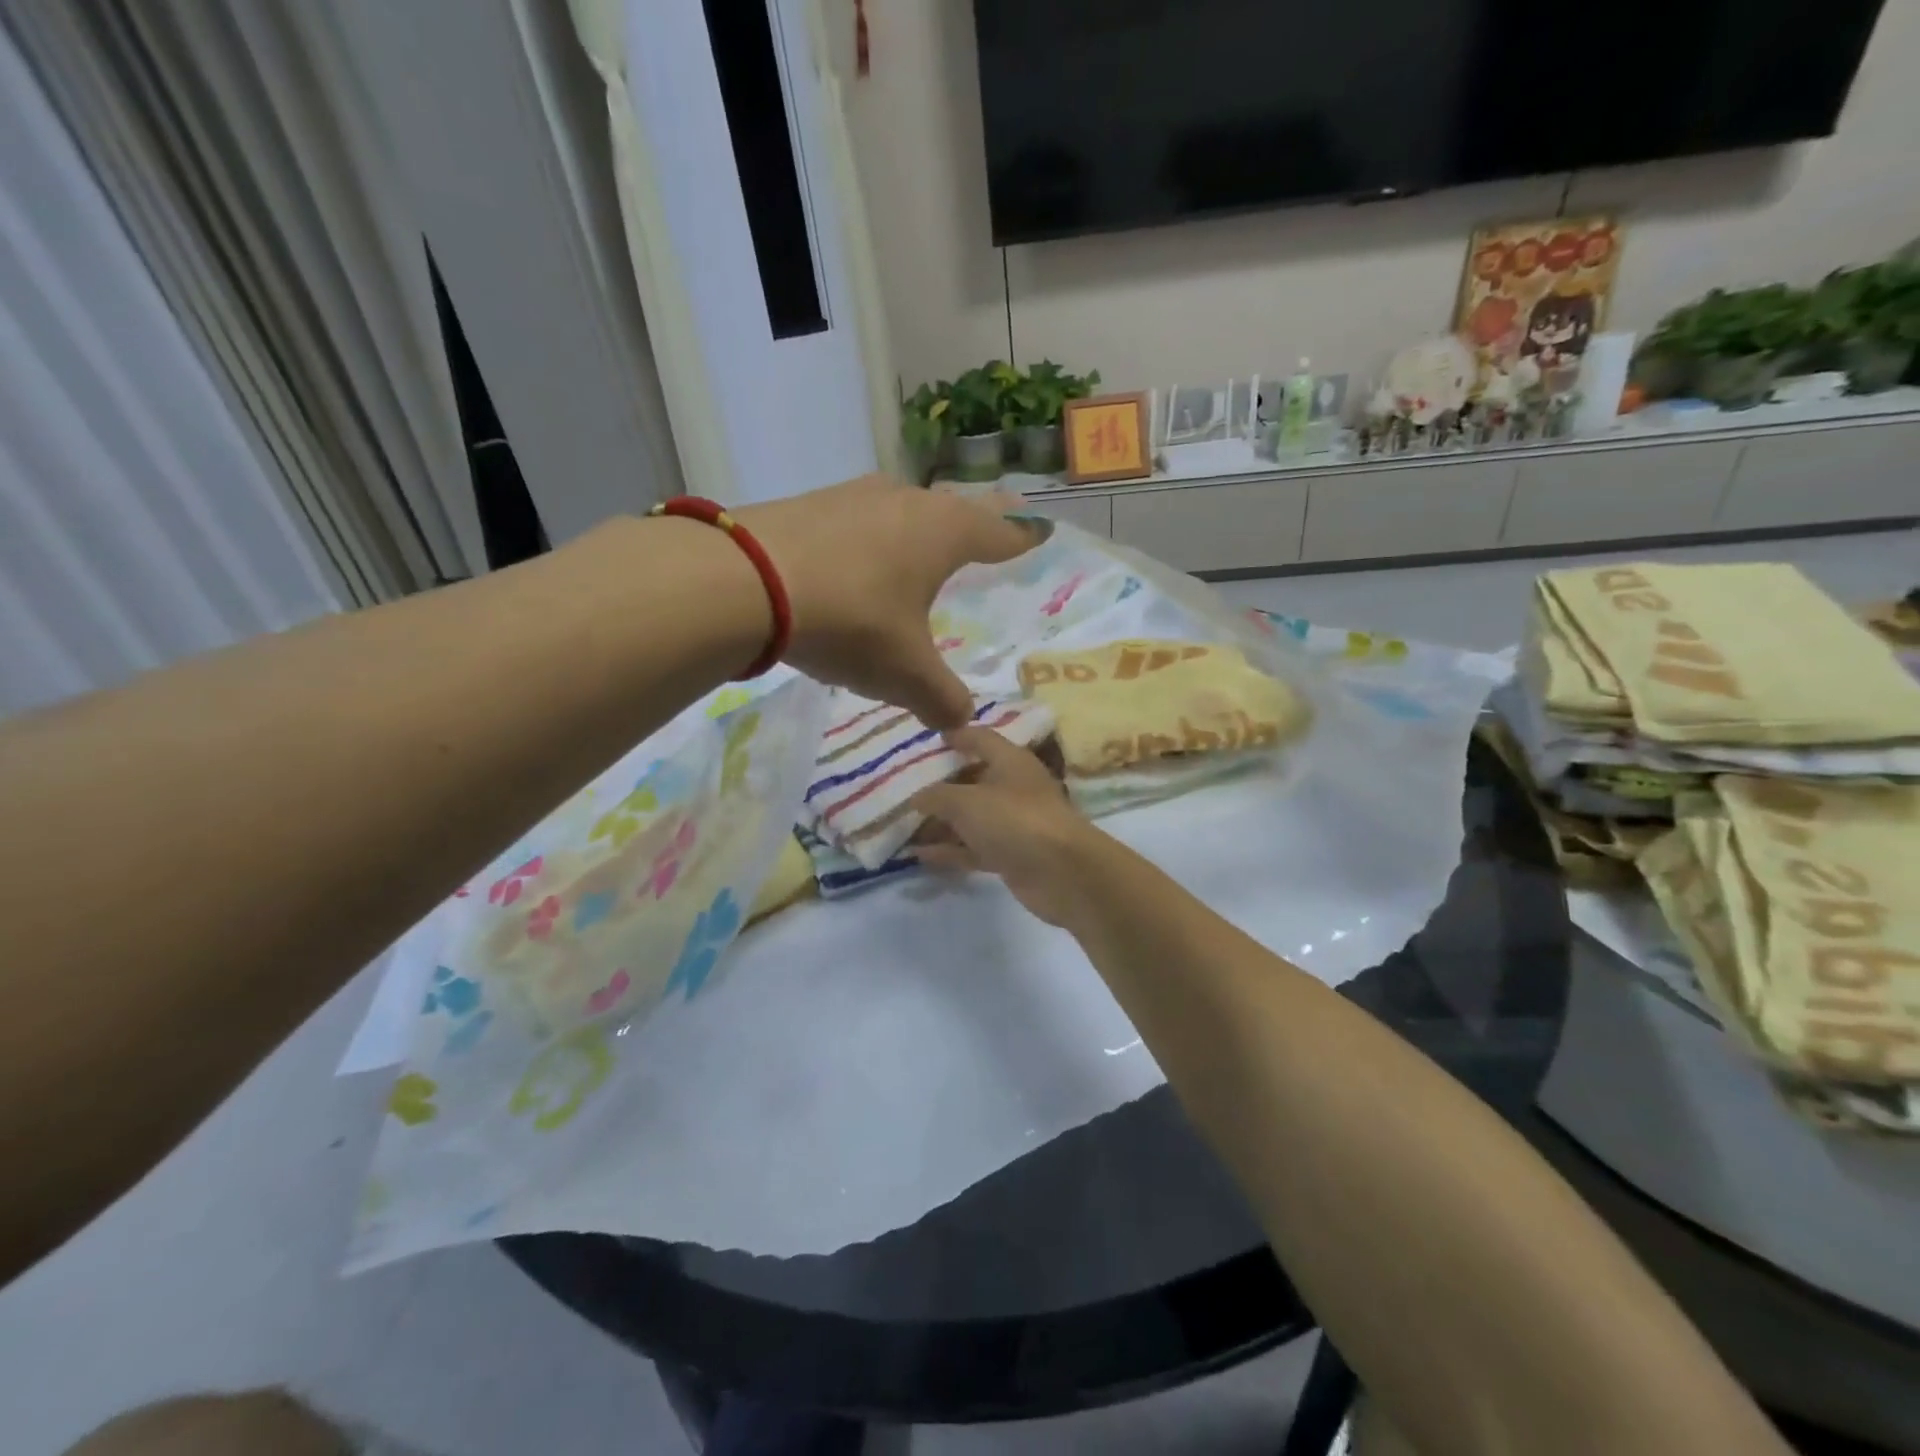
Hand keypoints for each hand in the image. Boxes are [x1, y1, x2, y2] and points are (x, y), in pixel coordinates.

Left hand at [738, 477, 1034, 728]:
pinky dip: (867, 540)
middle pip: (954, 509)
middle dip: (975, 522)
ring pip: (901, 510)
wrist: (746, 582)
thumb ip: (941, 698)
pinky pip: (855, 522)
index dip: (1022, 536)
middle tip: (990, 527)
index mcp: (944, 533)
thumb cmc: (852, 621)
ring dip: (915, 528)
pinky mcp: (808, 503)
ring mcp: (853, 495)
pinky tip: (853, 564)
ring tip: (920, 548)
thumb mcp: (905, 674)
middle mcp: (906, 501)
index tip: (1039, 531)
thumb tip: (961, 721)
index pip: (999, 530)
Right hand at [911, 727, 1108, 926]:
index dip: (956, 736)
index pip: (980, 738)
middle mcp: (1014, 787)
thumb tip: (917, 797)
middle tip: (905, 788)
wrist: (1063, 872)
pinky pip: (974, 847)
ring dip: (942, 822)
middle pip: (973, 779)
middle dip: (941, 785)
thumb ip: (937, 796)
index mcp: (1010, 760)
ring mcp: (1014, 823)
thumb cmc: (1015, 820)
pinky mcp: (1012, 855)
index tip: (929, 739)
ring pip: (972, 818)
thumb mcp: (966, 801)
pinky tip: (920, 855)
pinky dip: (951, 850)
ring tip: (904, 825)